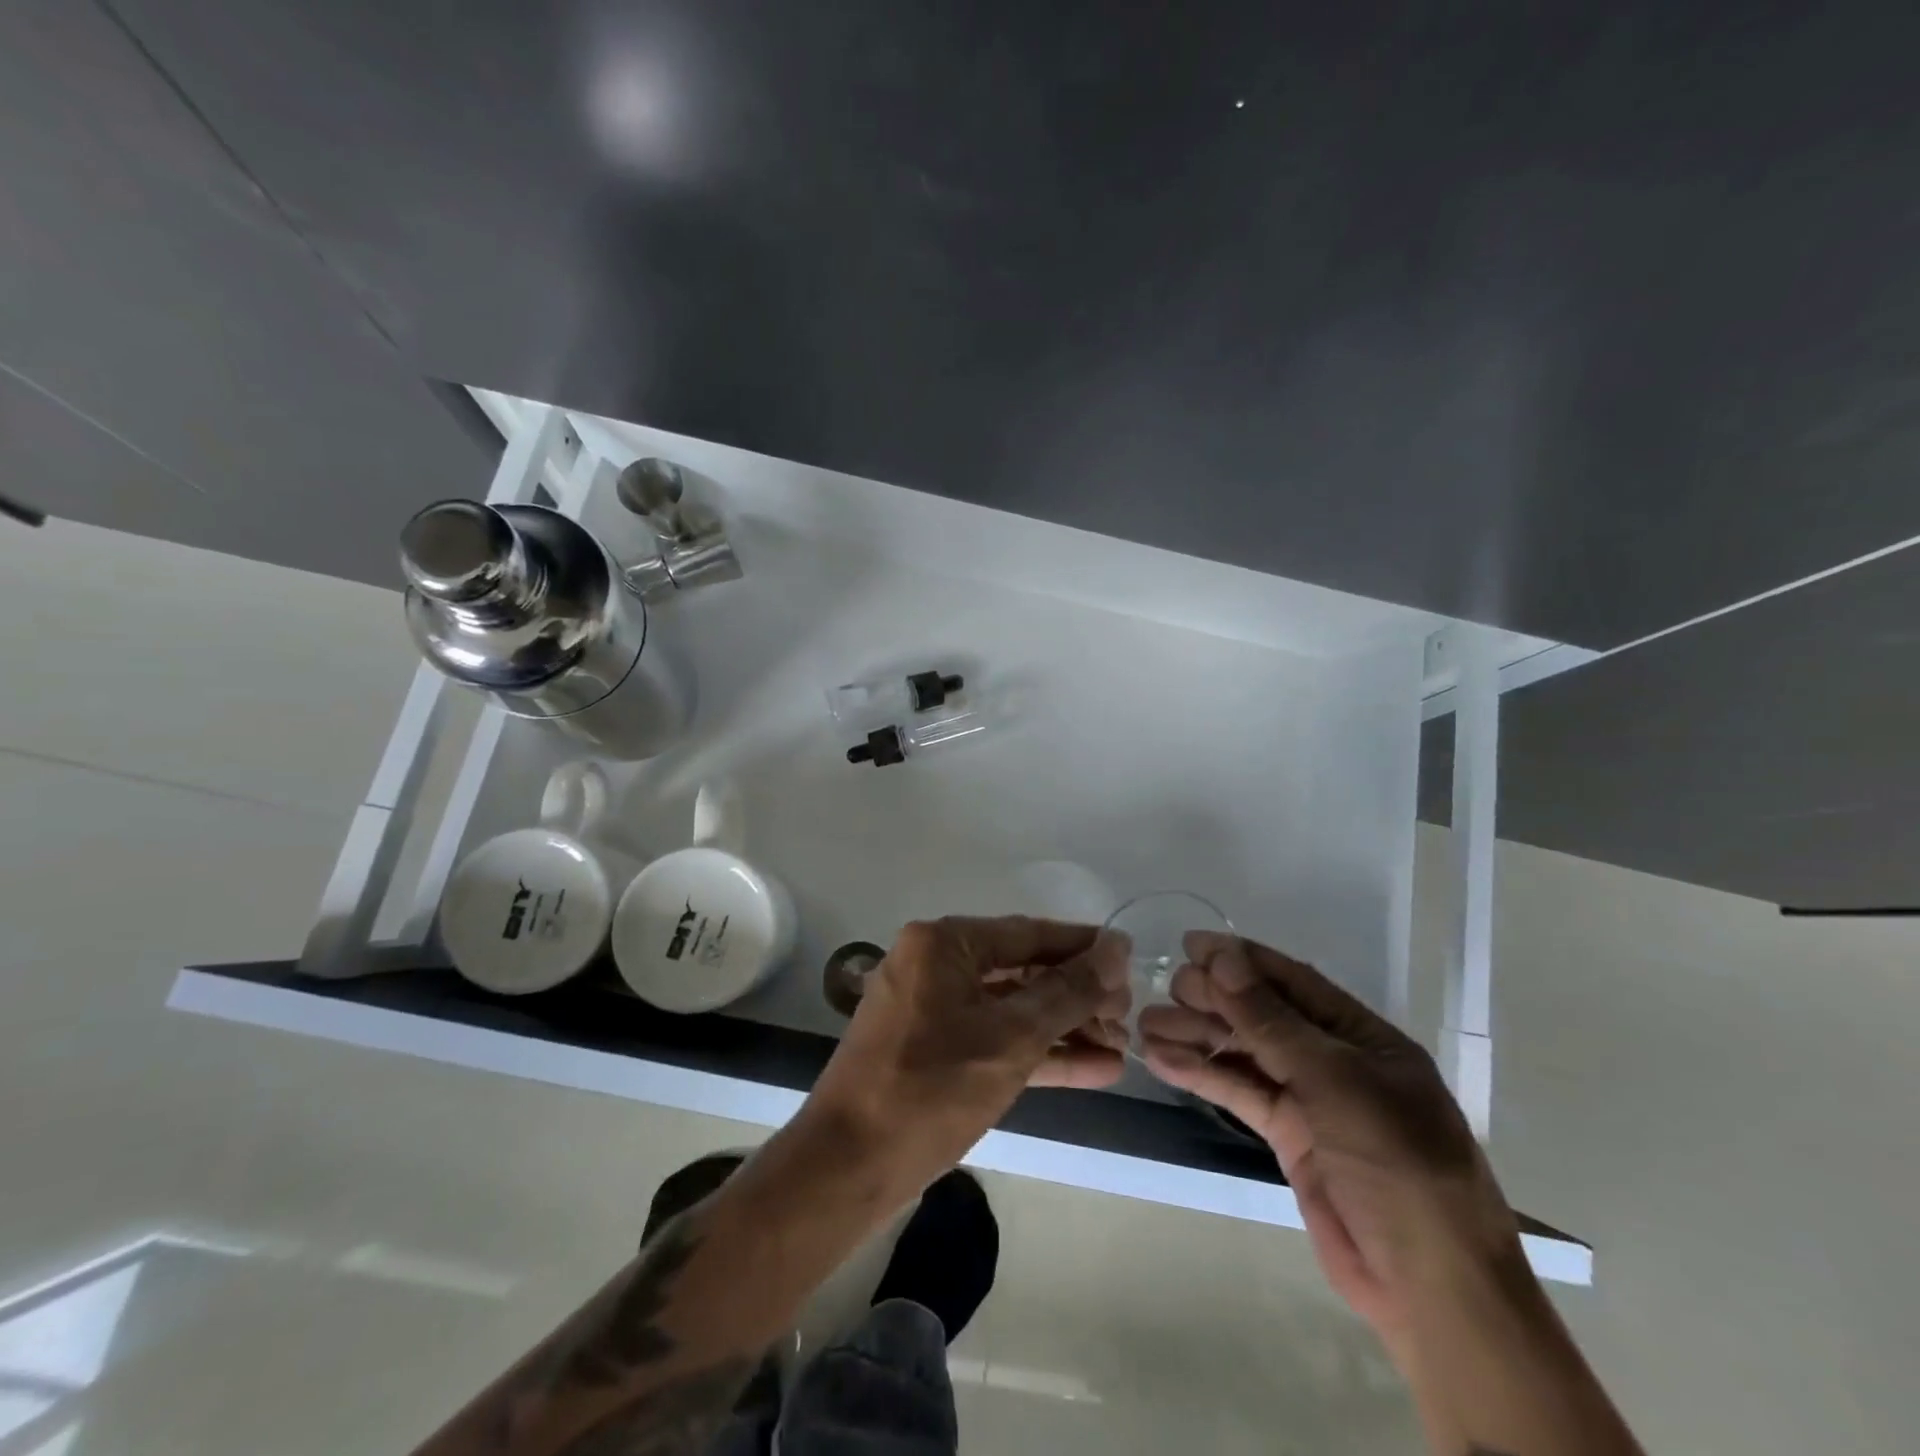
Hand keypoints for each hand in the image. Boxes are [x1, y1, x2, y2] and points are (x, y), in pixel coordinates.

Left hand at [808, 917, 1129, 1186]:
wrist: (848, 1168)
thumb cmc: (931, 1089)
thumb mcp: (1011, 1038)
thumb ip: (1067, 991)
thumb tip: (1115, 949)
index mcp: (944, 944)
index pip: (1028, 933)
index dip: (1082, 946)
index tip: (1129, 959)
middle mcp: (935, 964)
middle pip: (1021, 970)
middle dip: (1076, 995)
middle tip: (1127, 1015)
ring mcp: (932, 1008)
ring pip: (1011, 1008)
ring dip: (1064, 1028)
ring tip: (1121, 1046)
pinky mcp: (934, 1049)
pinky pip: (993, 1038)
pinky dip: (1037, 1053)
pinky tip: (1093, 1068)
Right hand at [1138, 932, 1521, 1338]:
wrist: (1431, 1288)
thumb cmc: (1397, 1165)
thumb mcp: (1335, 1081)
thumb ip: (1271, 1020)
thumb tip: (1221, 959)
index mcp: (1362, 1036)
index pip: (1294, 981)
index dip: (1242, 960)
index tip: (1191, 943)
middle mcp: (1335, 1061)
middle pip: (1263, 1015)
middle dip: (1215, 998)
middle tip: (1167, 987)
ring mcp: (1311, 1100)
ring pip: (1245, 1054)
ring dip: (1198, 1036)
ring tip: (1147, 1022)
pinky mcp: (1289, 1137)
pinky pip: (1240, 1093)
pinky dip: (1203, 1076)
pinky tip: (1163, 1060)